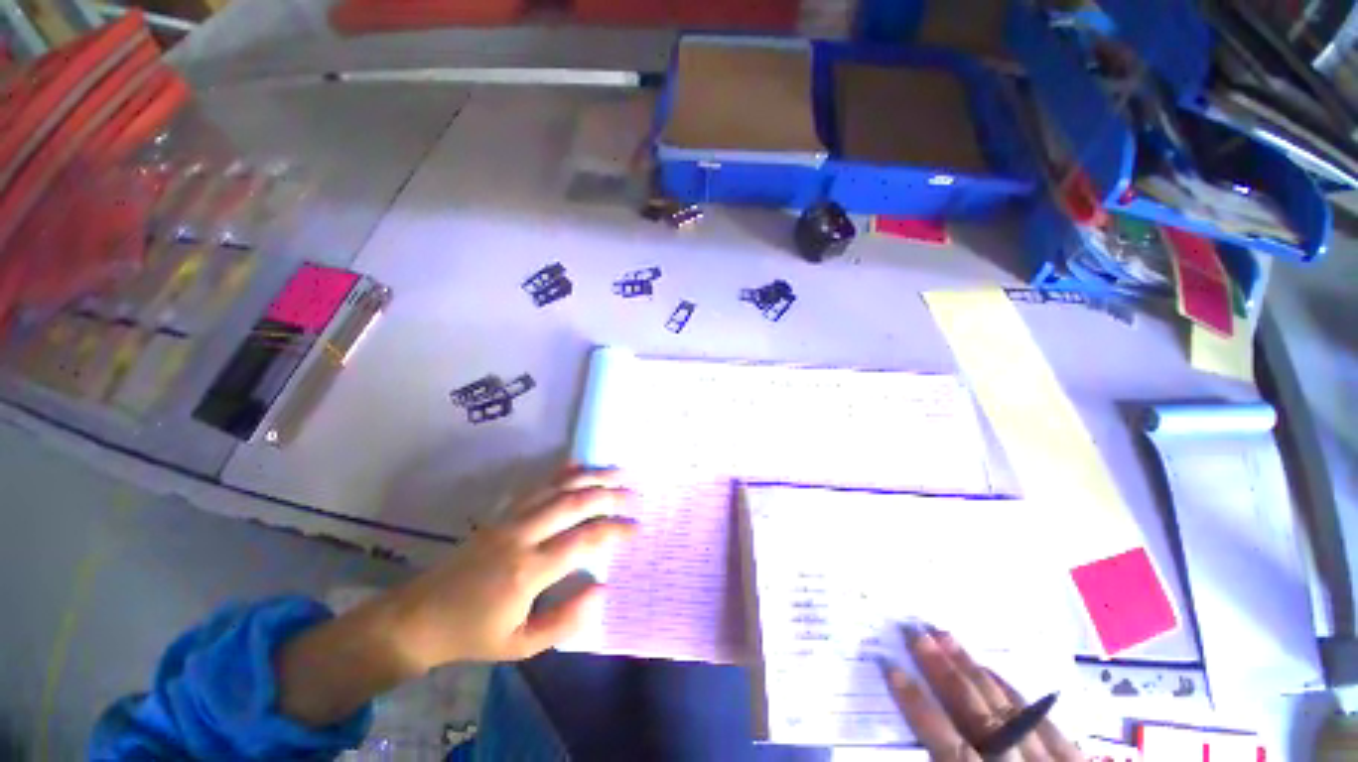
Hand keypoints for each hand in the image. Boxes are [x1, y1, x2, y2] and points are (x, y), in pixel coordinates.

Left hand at [385, 468, 635, 668]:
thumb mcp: (520, 645)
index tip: (637, 528)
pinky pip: (537, 485)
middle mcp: (522, 535)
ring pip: (558, 488)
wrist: (421, 617)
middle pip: (574, 504)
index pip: (582, 541)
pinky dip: (562, 472)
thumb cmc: (474, 634)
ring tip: (618, 472)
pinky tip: (579, 465)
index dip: (614, 531)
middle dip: (609, 496)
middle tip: (635, 495)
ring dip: (591, 477)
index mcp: (527, 570)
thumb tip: (602, 589)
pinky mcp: (502, 513)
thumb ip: (564, 620)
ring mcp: (510, 519)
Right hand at [883, 627, 1080, 761]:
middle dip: (943, 671)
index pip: (946, 743)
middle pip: (977, 715)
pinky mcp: (1075, 761)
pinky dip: (1014, 692)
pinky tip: (994, 672)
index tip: (891, 667)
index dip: (917, 705)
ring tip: (947, 636)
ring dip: (973, 670)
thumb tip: (916, 750)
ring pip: (1008, 708)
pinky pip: (1042, 719)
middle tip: (917, 632)